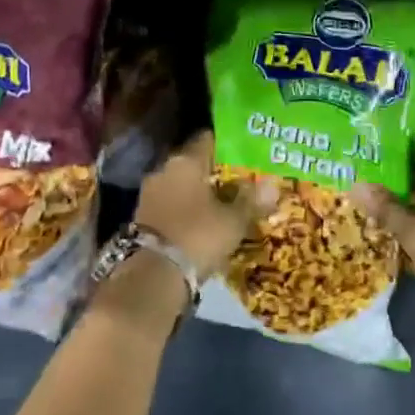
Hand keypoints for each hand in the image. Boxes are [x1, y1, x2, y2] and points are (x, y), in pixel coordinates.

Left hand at [133, 132, 275, 280]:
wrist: (153, 276)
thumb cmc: (197, 236)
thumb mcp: (232, 221)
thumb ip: (251, 200)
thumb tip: (272, 184)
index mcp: (185, 161)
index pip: (207, 139)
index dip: (227, 144)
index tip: (244, 151)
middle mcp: (164, 169)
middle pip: (192, 162)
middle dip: (212, 170)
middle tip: (237, 179)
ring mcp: (149, 193)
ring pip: (180, 184)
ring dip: (197, 192)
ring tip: (221, 203)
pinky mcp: (141, 216)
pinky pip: (170, 204)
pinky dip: (184, 209)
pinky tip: (200, 221)